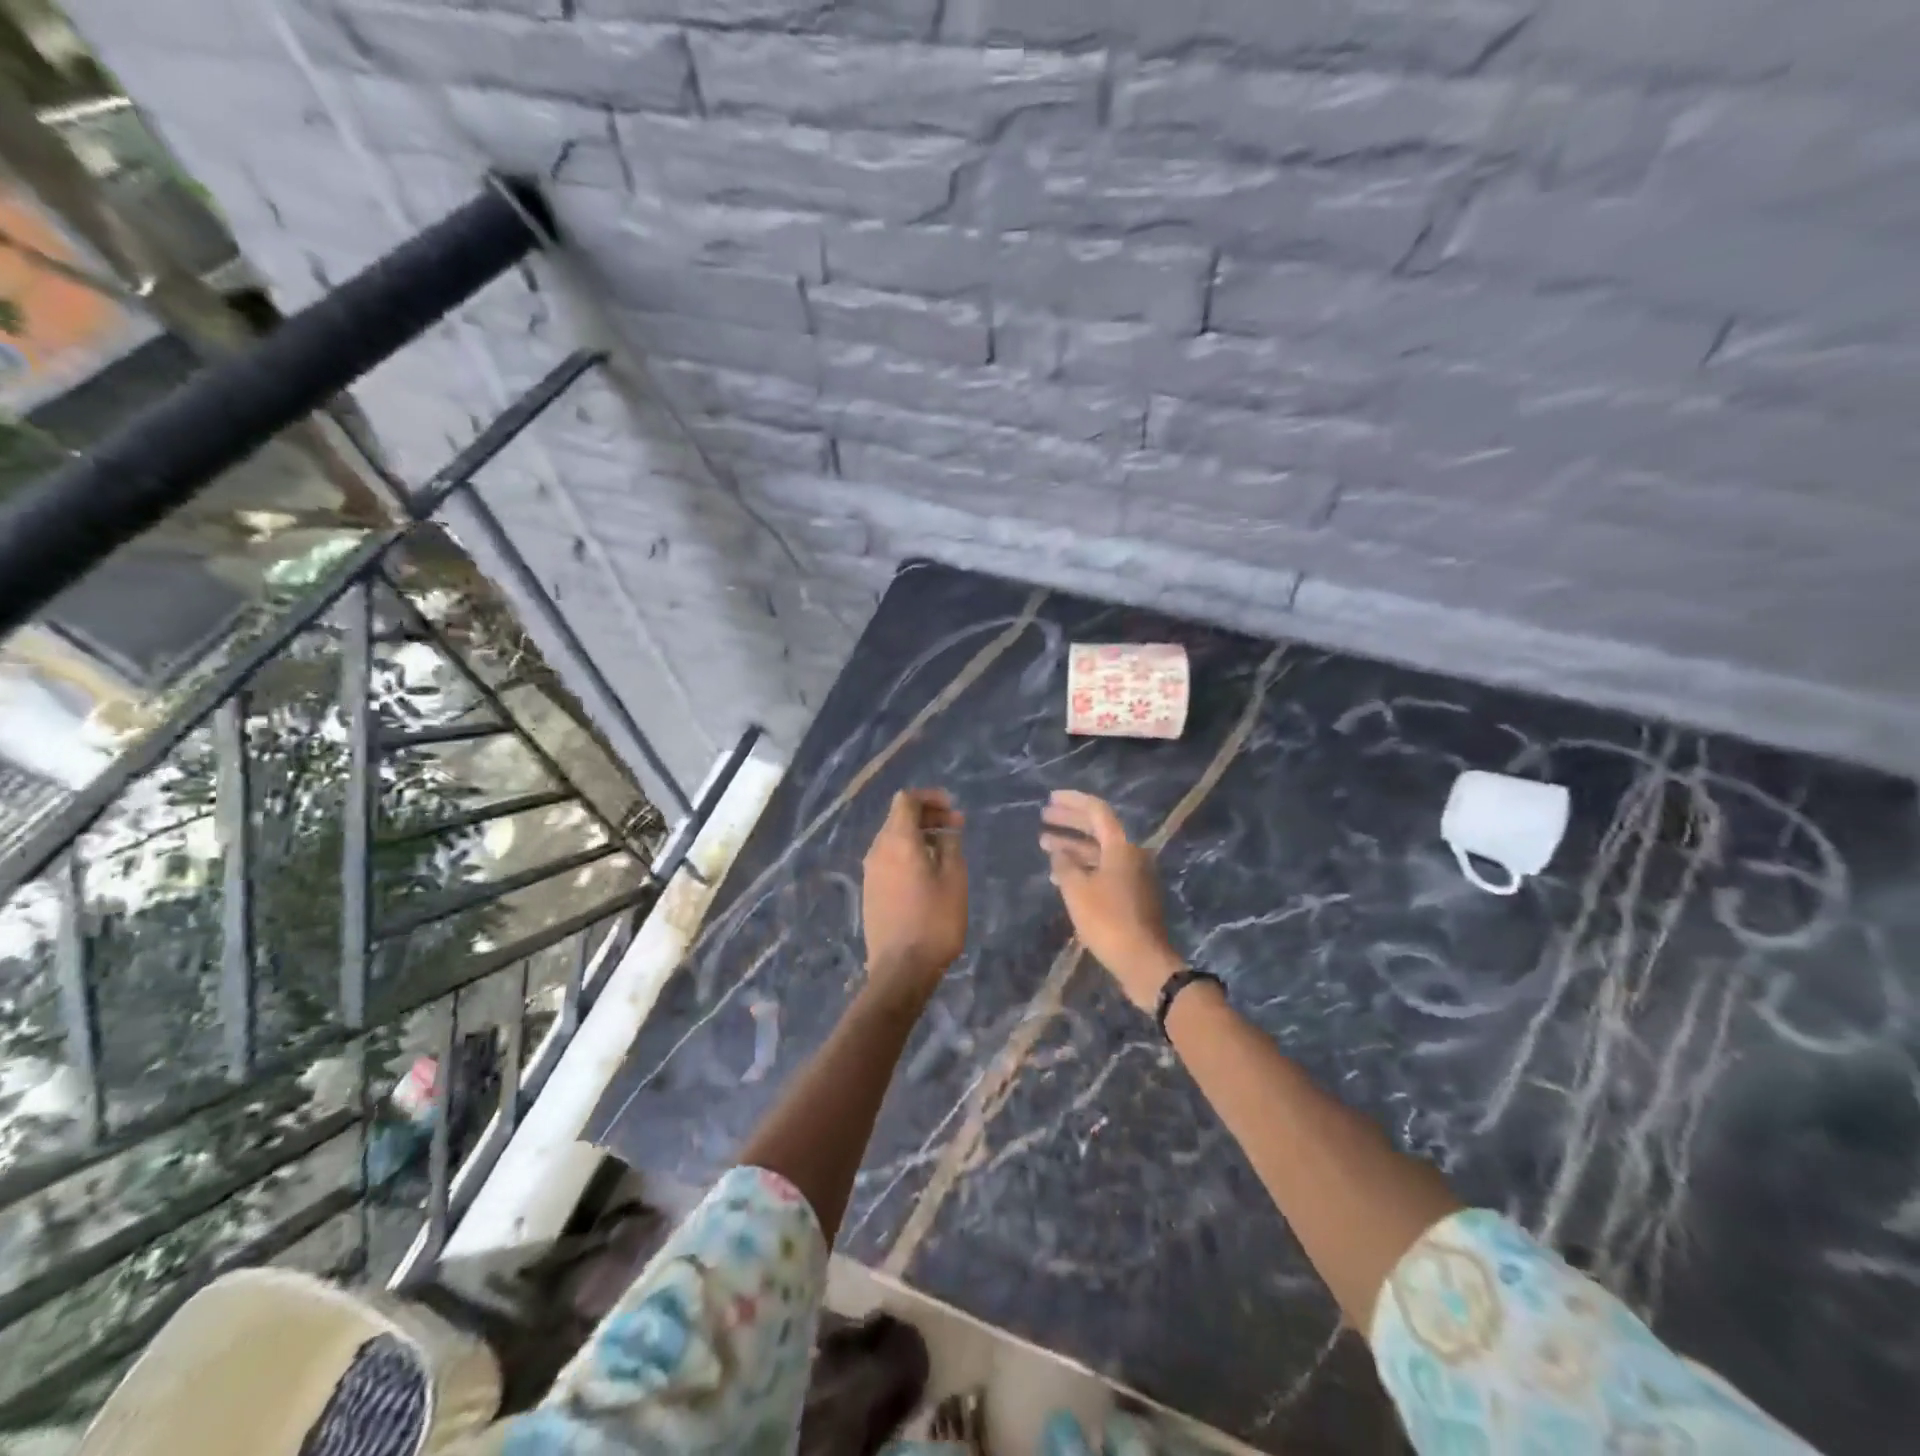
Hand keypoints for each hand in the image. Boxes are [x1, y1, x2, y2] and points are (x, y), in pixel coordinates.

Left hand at [862, 789, 968, 1007]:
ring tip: (946, 849)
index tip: (952, 808)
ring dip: (918, 834)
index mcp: (898, 841)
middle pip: (898, 817)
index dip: (930, 798)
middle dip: (927, 815)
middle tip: (956, 827)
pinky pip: (889, 857)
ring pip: (893, 837)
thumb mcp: (954, 879)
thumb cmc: (934, 921)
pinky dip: (908, 852)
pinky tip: (928, 870)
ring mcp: (870, 871)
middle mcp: (878, 850)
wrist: (901, 969)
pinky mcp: (870, 889)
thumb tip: (948, 828)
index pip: (906, 800)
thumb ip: (951, 845)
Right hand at [1040, 790, 1182, 1010]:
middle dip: (1070, 822)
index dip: (1073, 801)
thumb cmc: (1108, 921)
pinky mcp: (1132, 896)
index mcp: (1121, 847)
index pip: (1097, 811)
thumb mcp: (1077, 891)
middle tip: (1044, 817)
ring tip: (1045, 846)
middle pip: (1098, 829)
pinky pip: (1104, 870)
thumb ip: (1064, 865)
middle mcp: (1131, 855)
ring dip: (1073, 846)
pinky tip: (1061, 876)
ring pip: (1099, 851)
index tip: (1050, 798)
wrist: (1144, 961)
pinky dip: (1083, 867)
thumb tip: (1058, 851)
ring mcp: (1134, 876)